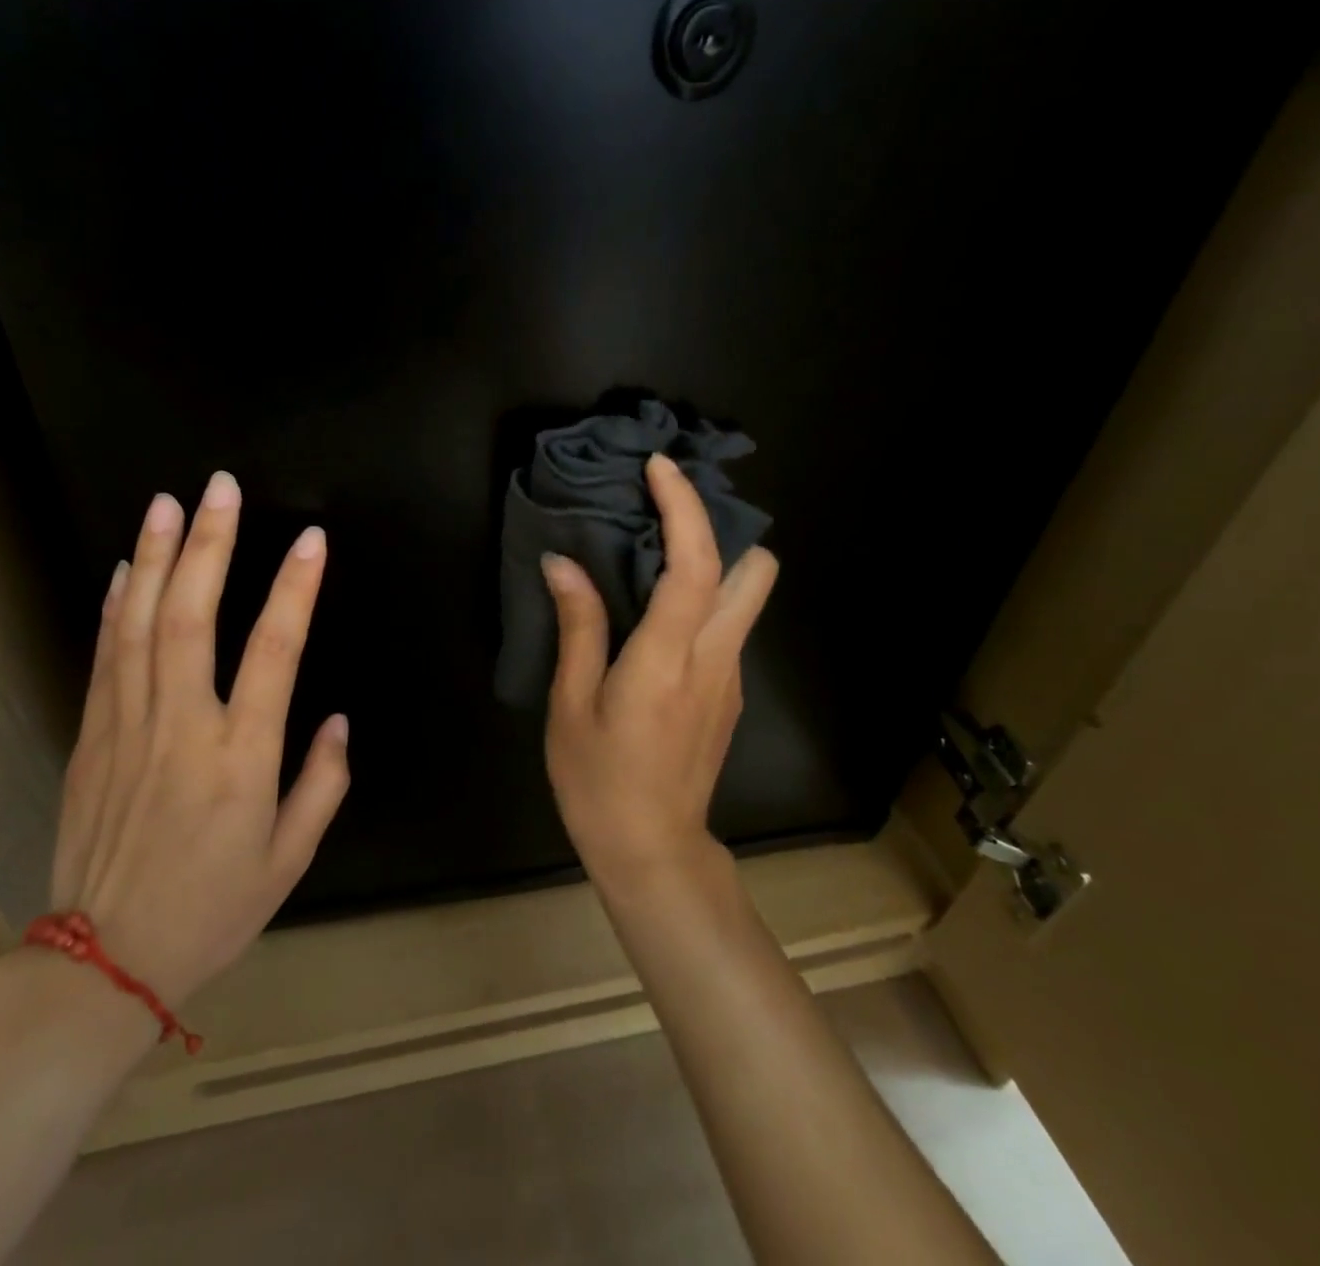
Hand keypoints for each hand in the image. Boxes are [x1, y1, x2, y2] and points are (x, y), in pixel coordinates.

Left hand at [49, 471, 349, 1015]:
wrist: (101, 963)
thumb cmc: (211, 910)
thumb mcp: (290, 861)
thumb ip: (321, 784)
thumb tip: (335, 720)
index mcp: (241, 759)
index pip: (274, 652)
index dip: (295, 590)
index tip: (311, 540)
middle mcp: (182, 728)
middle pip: (192, 619)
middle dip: (209, 546)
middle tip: (220, 488)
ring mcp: (127, 728)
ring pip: (141, 626)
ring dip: (156, 559)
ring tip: (168, 503)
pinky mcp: (91, 737)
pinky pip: (104, 658)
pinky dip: (116, 606)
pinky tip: (126, 568)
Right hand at [540, 453, 777, 889]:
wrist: (651, 850)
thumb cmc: (598, 780)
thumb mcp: (571, 704)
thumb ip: (578, 627)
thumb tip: (563, 563)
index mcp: (668, 659)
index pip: (695, 565)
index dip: (684, 507)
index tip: (659, 469)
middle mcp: (714, 659)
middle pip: (755, 571)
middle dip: (722, 528)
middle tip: (667, 515)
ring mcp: (730, 677)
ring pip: (747, 597)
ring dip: (715, 559)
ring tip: (656, 551)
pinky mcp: (728, 693)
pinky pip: (727, 624)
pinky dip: (704, 596)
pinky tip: (656, 608)